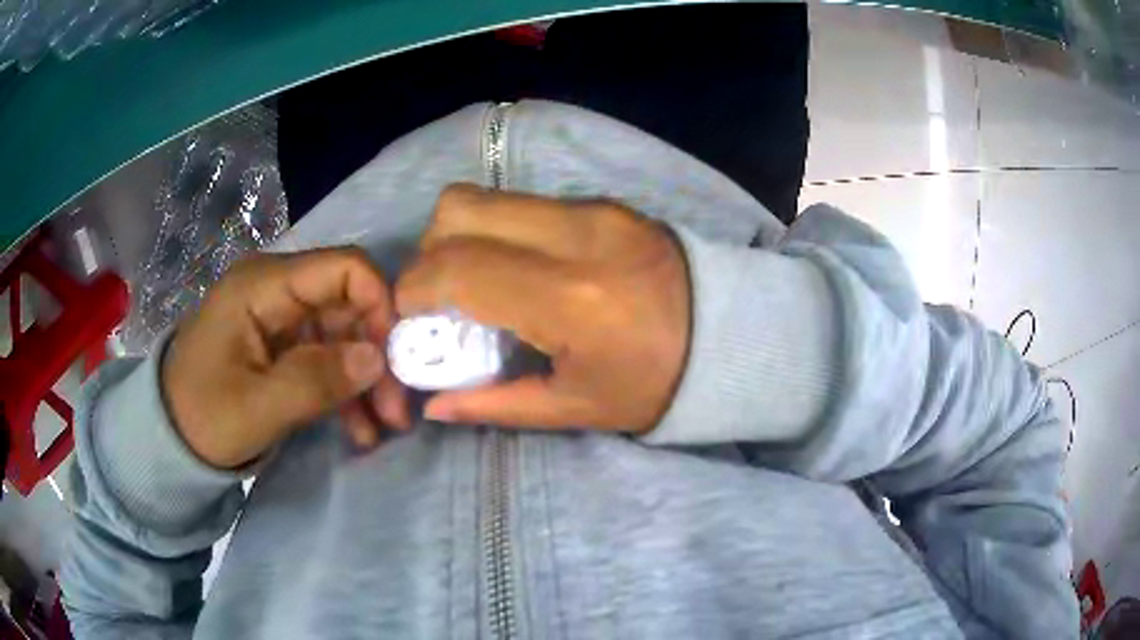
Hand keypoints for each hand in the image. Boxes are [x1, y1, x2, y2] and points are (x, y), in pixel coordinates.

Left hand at [163, 248, 409, 468]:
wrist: (170, 437)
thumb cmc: (203, 417)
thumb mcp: (257, 408)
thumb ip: (316, 380)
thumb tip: (378, 358)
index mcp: (263, 286)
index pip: (343, 267)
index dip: (380, 304)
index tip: (396, 362)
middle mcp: (275, 289)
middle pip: (348, 303)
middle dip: (377, 354)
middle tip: (396, 411)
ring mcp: (278, 316)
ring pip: (343, 333)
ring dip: (365, 378)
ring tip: (382, 427)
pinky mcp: (279, 343)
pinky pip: (325, 356)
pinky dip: (344, 388)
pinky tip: (358, 428)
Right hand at [396, 184, 690, 433]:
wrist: (734, 335)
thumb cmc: (657, 384)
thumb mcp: (576, 409)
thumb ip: (494, 405)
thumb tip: (431, 405)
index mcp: (569, 298)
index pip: (457, 268)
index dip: (415, 290)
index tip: (412, 318)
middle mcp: (574, 235)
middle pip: (458, 208)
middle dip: (429, 251)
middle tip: (442, 297)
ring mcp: (591, 209)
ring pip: (487, 197)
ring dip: (461, 236)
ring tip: (476, 282)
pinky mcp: (603, 202)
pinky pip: (523, 203)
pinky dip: (498, 231)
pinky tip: (517, 269)